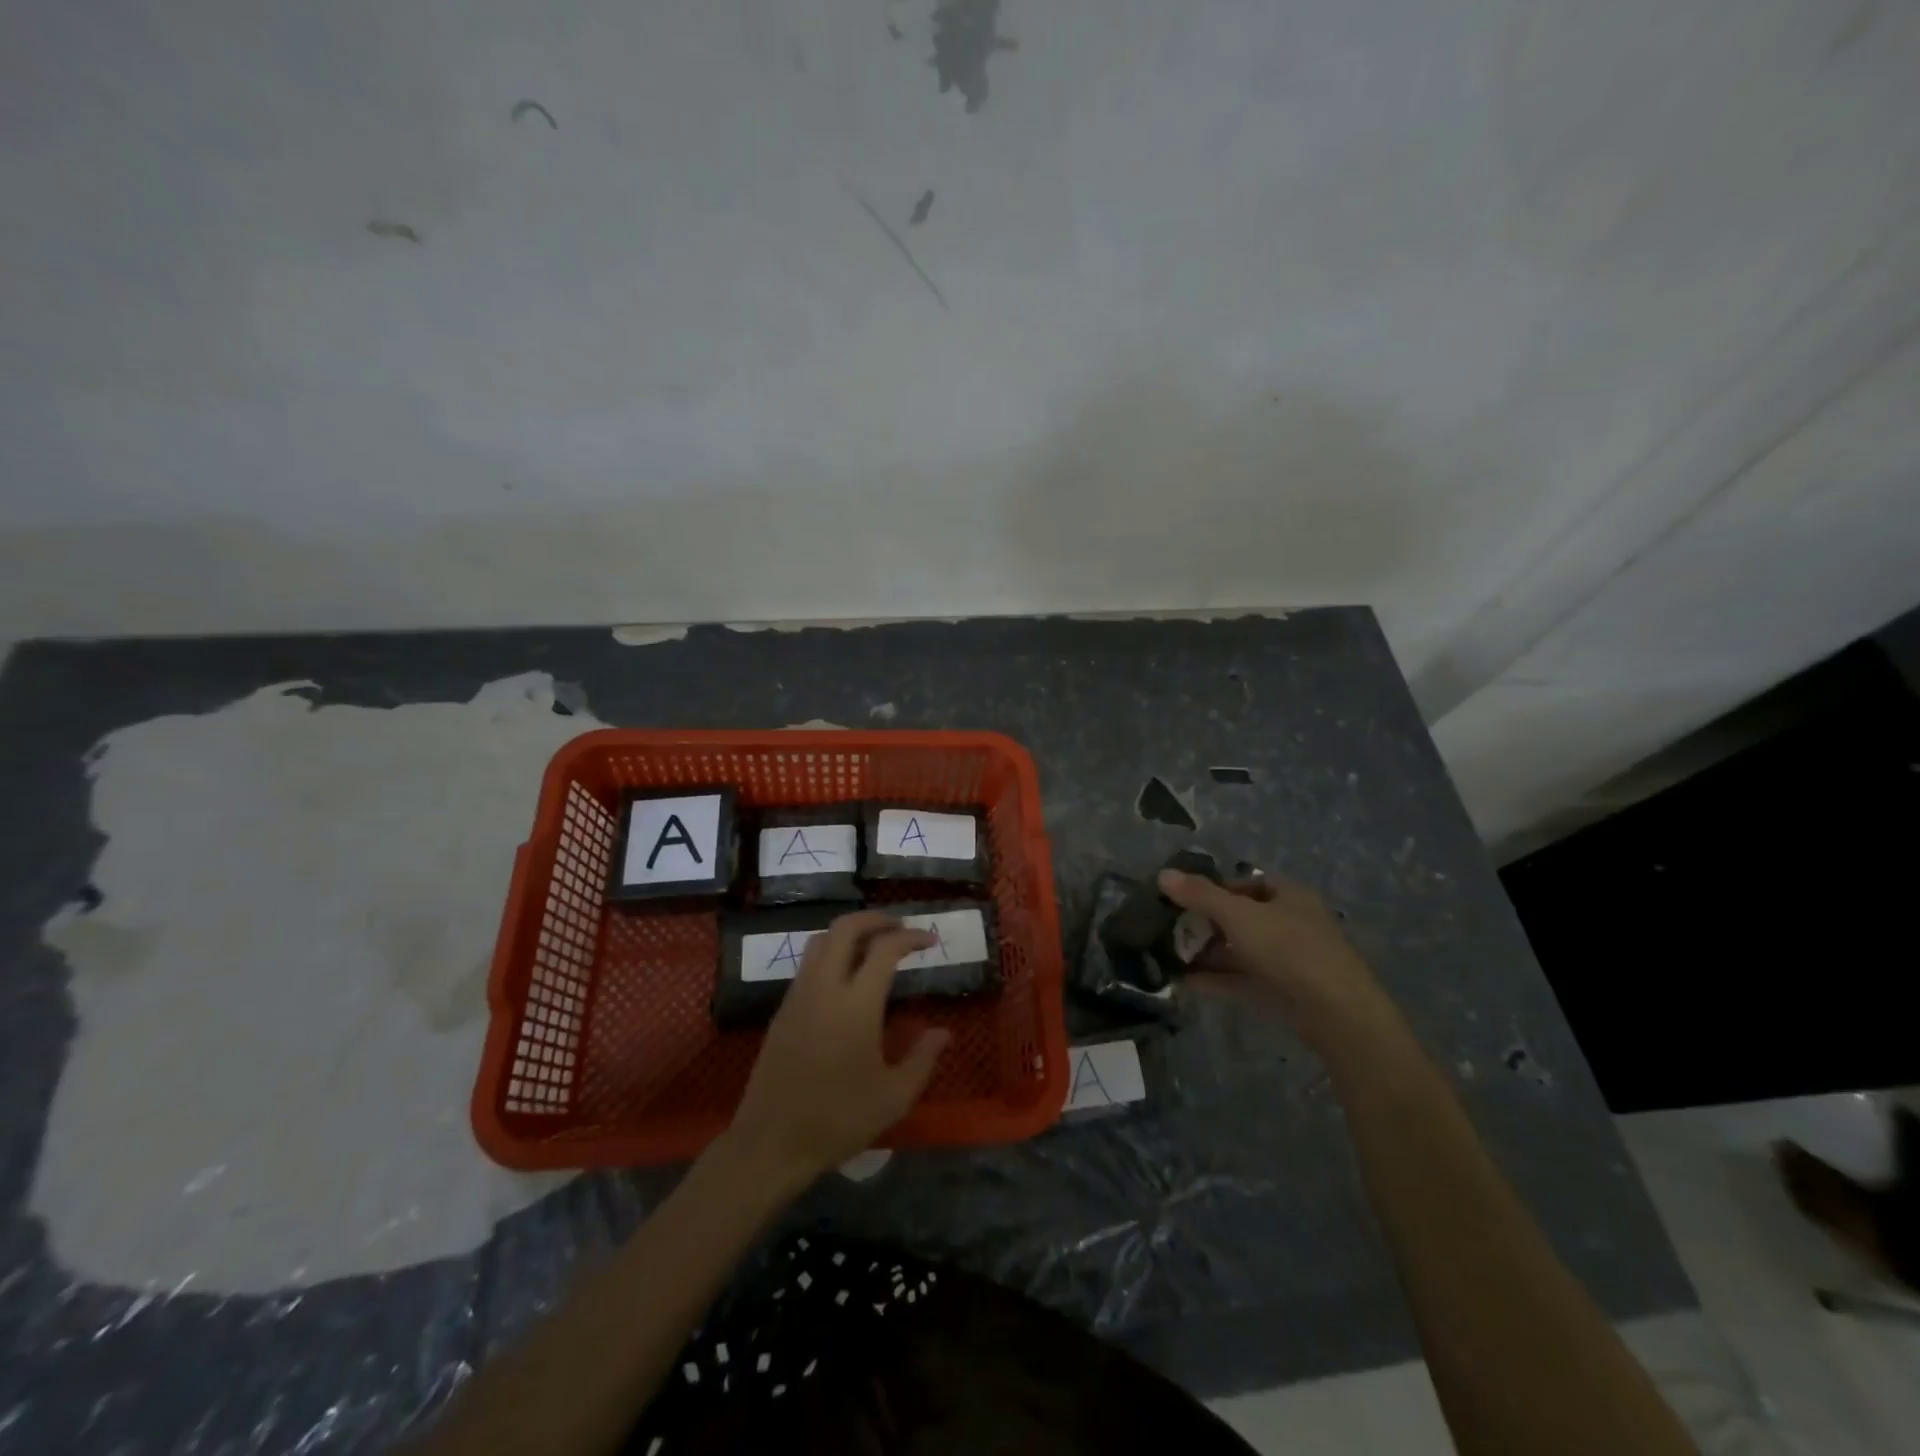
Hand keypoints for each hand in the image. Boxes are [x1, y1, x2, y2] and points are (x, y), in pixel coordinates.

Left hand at [726, 910, 950, 1189]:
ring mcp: (798, 995)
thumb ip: (922, 1059)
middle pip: (845, 928)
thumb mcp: (893, 1097)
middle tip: (900, 928)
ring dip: (849, 932)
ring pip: (821, 940)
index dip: (911, 937)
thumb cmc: (838, 1120)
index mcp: (856, 1004)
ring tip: (873, 945)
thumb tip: (943, 1032)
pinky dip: (831, 953)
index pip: (885, 948)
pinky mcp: (782, 1009)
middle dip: (876, 919)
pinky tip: (845, 977)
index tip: (930, 940)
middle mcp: (825, 987)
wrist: (771, 1143)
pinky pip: (807, 963)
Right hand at [1158, 870, 1399, 1055]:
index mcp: (1288, 896)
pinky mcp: (1282, 991)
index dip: (1216, 887)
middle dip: (1207, 923)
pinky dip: (1217, 979)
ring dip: (1209, 953)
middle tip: (1173, 928)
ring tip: (1171, 956)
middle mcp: (1289, 923)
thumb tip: (1163, 874)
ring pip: (1241, 950)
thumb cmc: (1288, 948)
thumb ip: (1200, 895)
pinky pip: (1242, 979)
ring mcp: (1287, 960)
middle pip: (1242, 917)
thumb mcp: (1239, 915)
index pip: (1248, 882)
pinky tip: (1186, 982)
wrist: (1334, 1012)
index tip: (1185, 897)